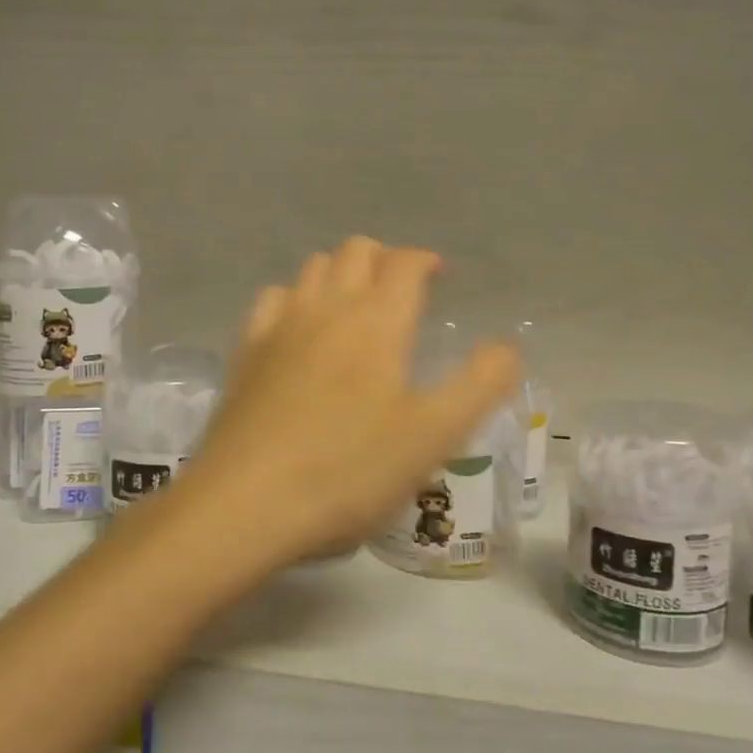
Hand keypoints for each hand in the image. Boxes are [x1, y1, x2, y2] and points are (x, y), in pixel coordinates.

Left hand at [175, 237, 520, 568]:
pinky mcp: (245, 351)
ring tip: (354, 306)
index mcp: (377, 321)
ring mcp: (279, 325)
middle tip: (401, 291)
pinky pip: (272, 299)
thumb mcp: (435, 435)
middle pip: (355, 251)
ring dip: (339, 272)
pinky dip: (294, 298)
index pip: (404, 264)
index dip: (425, 260)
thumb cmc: (350, 469)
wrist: (248, 502)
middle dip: (383, 259)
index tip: (439, 275)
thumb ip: (479, 384)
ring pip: (312, 268)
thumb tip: (506, 347)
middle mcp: (327, 307)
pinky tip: (298, 328)